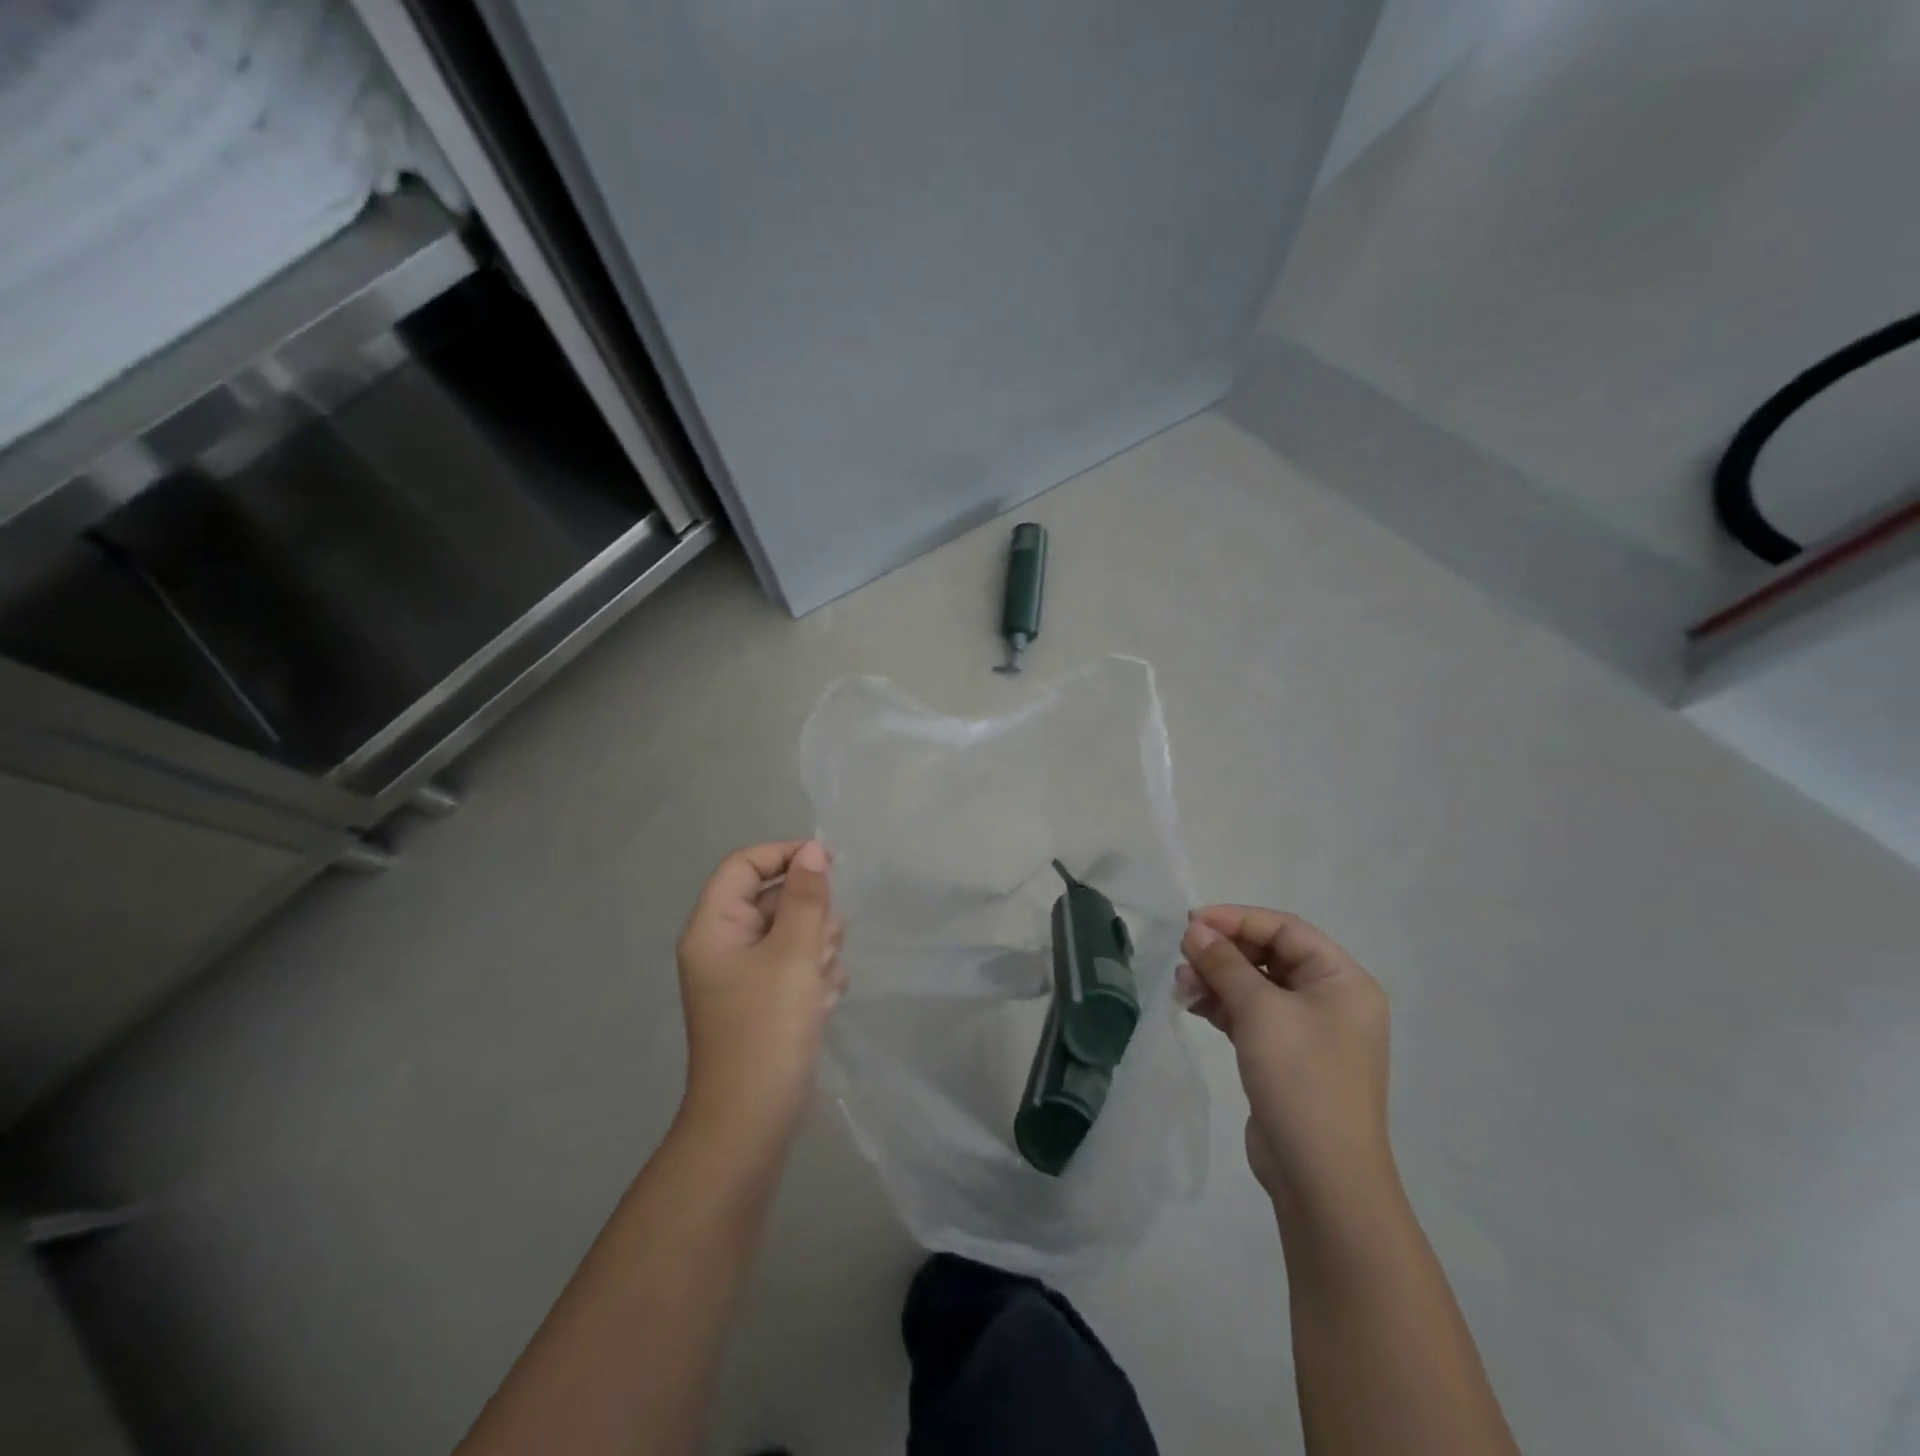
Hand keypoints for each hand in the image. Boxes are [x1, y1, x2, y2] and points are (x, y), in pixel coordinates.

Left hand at [675, 841, 844, 1148]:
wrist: (753, 1122)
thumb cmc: (768, 1028)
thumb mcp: (794, 953)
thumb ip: (806, 897)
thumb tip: (811, 850)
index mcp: (714, 927)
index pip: (744, 865)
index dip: (784, 855)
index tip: (829, 864)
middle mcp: (723, 946)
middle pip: (772, 899)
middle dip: (809, 916)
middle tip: (824, 946)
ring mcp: (743, 977)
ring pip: (791, 934)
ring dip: (817, 950)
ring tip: (821, 984)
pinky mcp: (765, 1002)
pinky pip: (796, 968)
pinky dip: (814, 978)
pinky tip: (822, 1004)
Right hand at [1177, 906, 1391, 1208]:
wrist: (1322, 1177)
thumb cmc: (1301, 1079)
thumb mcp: (1260, 1011)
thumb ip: (1225, 964)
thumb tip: (1195, 930)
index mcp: (1343, 981)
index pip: (1286, 929)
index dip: (1237, 919)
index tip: (1192, 921)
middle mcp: (1331, 1000)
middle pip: (1270, 955)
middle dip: (1224, 952)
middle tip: (1183, 954)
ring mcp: (1310, 1031)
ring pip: (1256, 985)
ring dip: (1217, 979)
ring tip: (1181, 984)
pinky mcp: (1286, 1057)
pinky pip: (1251, 1015)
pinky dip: (1222, 1005)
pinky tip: (1193, 1005)